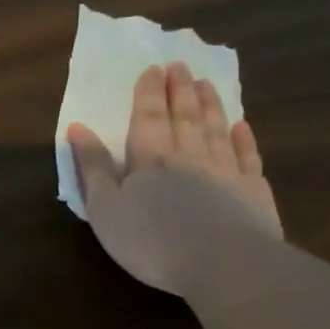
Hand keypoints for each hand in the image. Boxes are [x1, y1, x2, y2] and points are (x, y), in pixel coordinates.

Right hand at [67, 62, 281, 295]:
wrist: (222, 262)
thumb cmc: (151, 240)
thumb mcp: (105, 208)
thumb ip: (92, 168)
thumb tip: (78, 127)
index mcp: (150, 160)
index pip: (148, 118)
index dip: (149, 93)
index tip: (153, 68)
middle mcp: (190, 156)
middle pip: (184, 117)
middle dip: (180, 90)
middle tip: (181, 66)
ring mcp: (226, 171)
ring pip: (216, 129)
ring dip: (210, 106)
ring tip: (207, 84)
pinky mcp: (252, 192)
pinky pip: (247, 156)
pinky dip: (244, 139)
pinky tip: (241, 127)